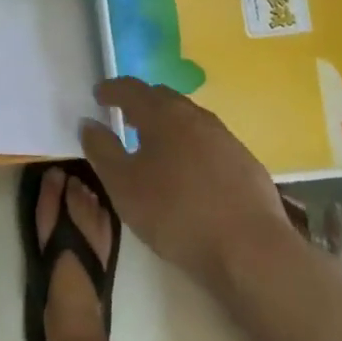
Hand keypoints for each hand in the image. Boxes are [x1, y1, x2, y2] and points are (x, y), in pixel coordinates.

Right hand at [80, 77, 296, 291]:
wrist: (252, 252)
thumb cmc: (177, 214)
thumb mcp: (124, 186)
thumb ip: (101, 150)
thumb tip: (89, 123)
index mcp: (162, 114)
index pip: (131, 89)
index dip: (111, 89)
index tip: (98, 94)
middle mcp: (195, 116)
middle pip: (163, 98)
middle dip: (141, 103)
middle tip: (125, 116)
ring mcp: (225, 138)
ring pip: (189, 120)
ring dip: (169, 125)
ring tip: (156, 145)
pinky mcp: (246, 163)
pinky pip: (210, 143)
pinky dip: (192, 147)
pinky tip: (191, 173)